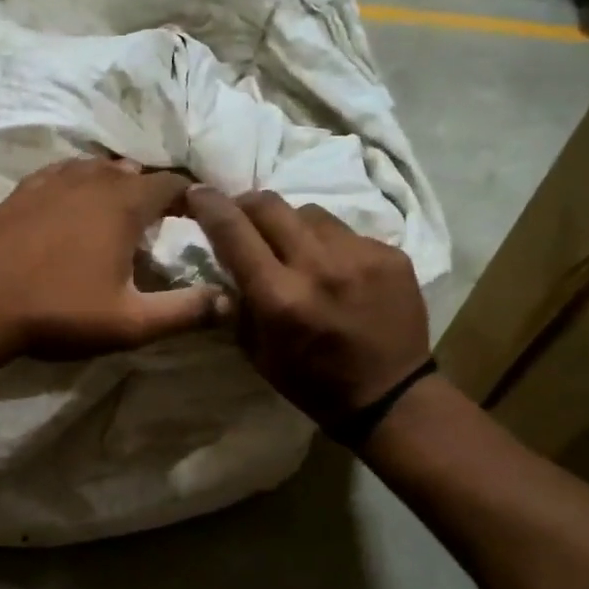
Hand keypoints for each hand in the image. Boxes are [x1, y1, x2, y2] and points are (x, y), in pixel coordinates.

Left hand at [0, 157, 228, 361]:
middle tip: (160, 222)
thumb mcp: (130, 322)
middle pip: (134, 173)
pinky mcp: (21, 191)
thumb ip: (184, 311)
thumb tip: (231, 302)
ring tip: (120, 211)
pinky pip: (61, 173)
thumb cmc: (59, 312)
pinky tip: (73, 202)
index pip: (172, 184)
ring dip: (115, 184)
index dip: (192, 197)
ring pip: (96, 169)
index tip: (200, 216)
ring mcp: (51, 181)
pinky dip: (78, 183)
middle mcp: (91, 180)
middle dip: (152, 191)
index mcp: (124, 204)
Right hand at [185, 186, 430, 428]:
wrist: (392, 395)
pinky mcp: (390, 254)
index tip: (196, 192)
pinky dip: (329, 243)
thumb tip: (223, 263)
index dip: (209, 205)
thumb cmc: (312, 382)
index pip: (233, 231)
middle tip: (241, 214)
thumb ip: (237, 303)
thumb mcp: (257, 352)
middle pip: (270, 205)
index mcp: (279, 297)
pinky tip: (334, 267)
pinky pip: (346, 232)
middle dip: (246, 204)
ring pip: (309, 213)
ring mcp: (359, 255)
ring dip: (290, 223)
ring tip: (292, 245)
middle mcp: (318, 266)